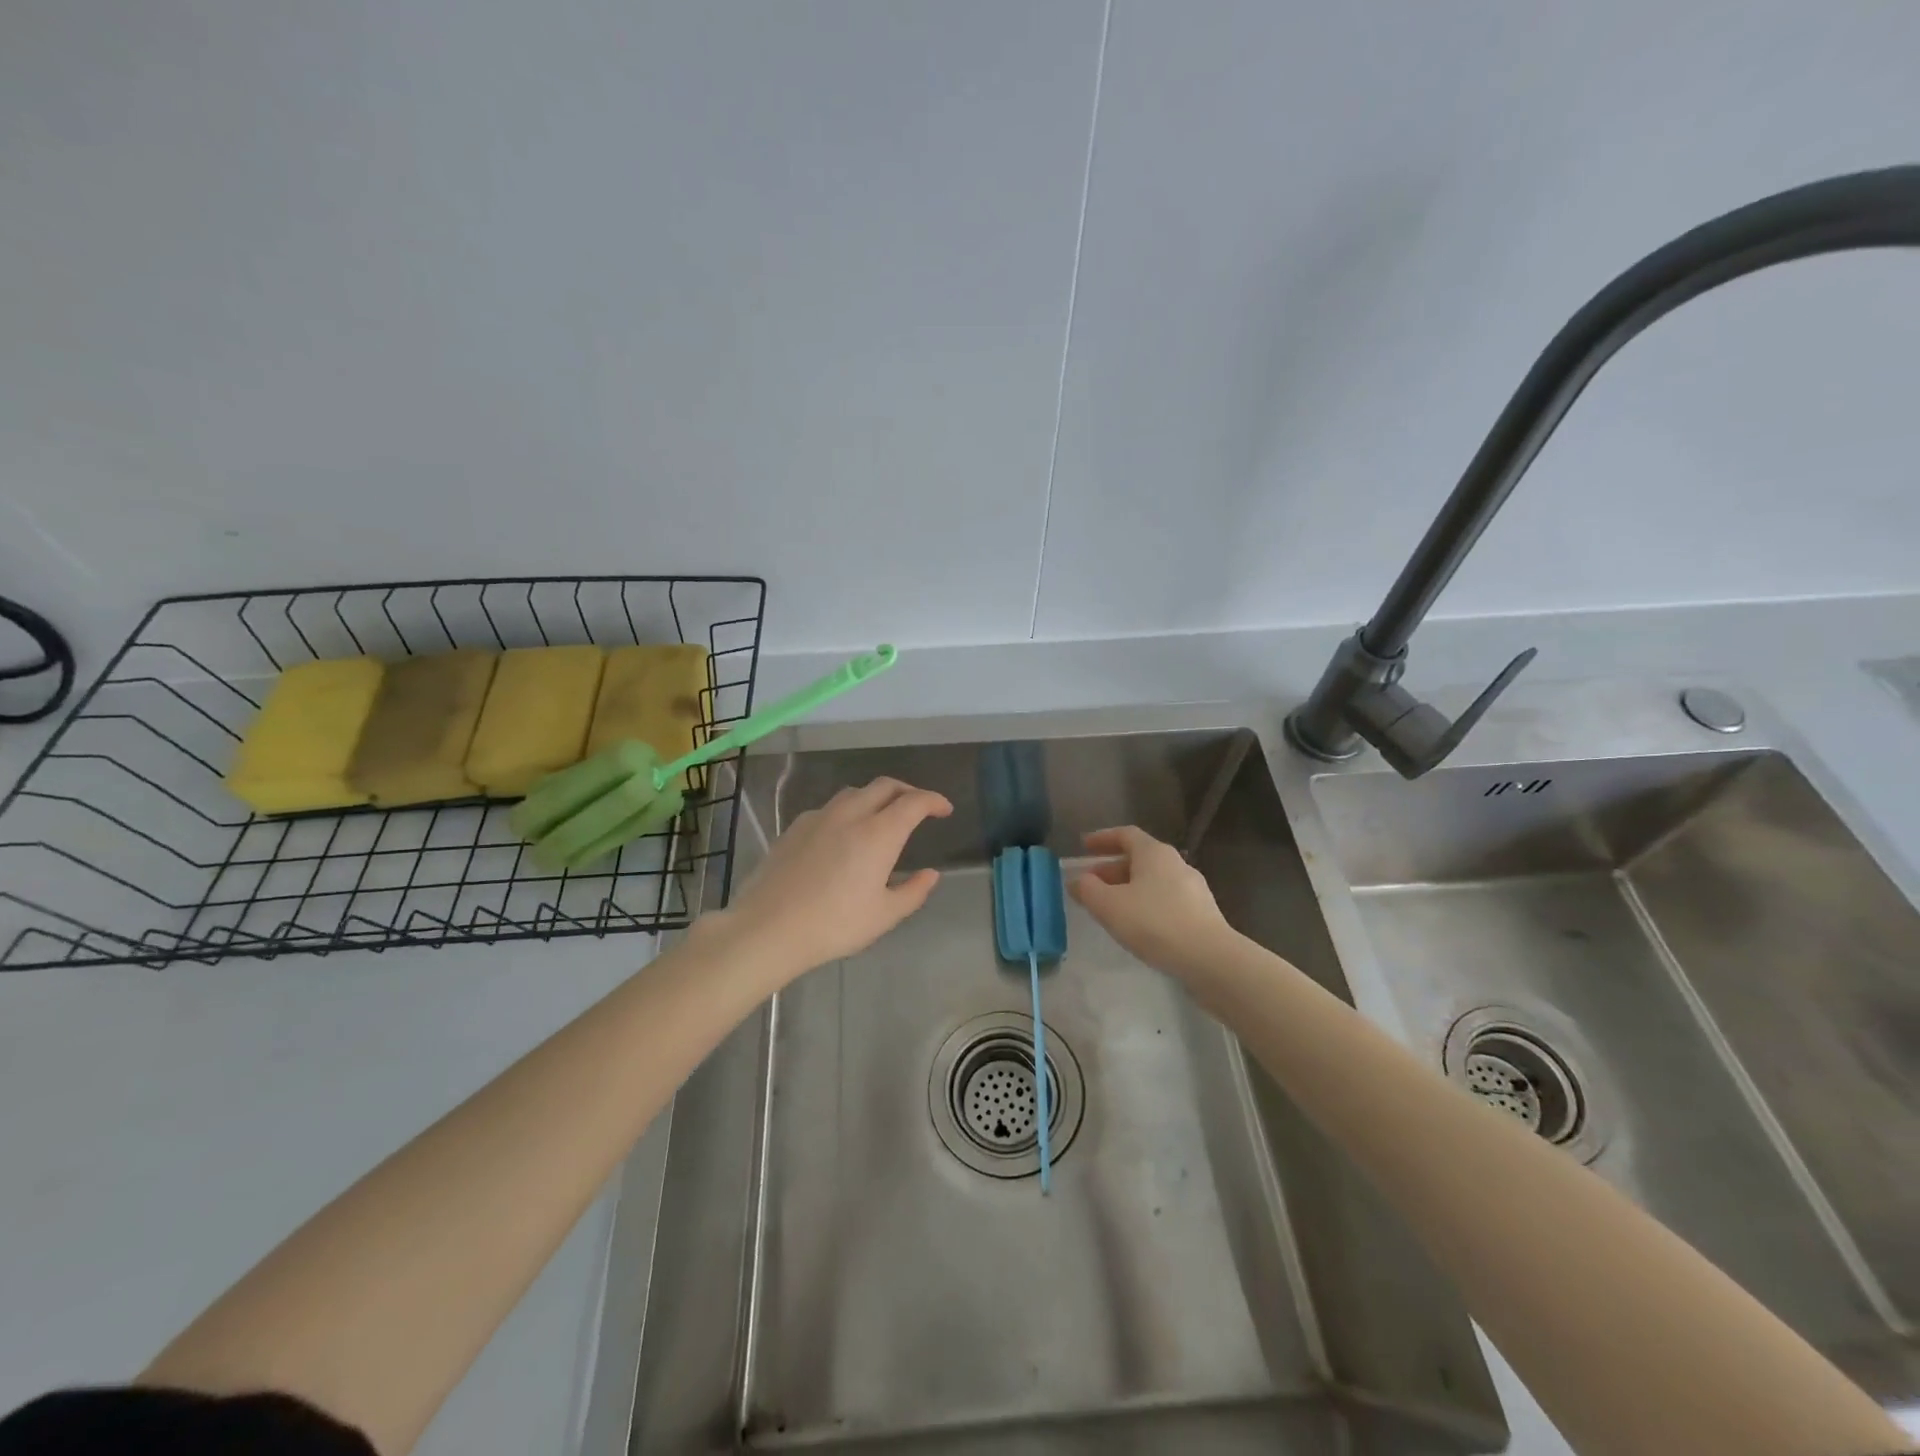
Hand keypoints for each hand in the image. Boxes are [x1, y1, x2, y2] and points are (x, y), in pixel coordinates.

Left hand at [702, 777, 952, 983]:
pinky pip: (830, 808)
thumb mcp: (884, 916)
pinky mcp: (795, 827)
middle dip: (907, 791)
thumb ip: (913, 891)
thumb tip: (931, 874)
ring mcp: (819, 817)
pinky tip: (843, 835)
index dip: (934, 800)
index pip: (914, 801)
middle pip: (884, 786)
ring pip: (854, 792)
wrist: (767, 928)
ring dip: (876, 797)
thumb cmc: (833, 925)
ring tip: (882, 818)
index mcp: (878, 833)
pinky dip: (848, 811)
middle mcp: (850, 814)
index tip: (944, 810)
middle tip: (918, 808)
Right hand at [1070, 825, 1235, 978]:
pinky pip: (1166, 900)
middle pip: (1139, 858)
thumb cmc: (1154, 923)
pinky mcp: (1202, 913)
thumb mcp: (1109, 906)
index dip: (1102, 838)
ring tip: (1110, 908)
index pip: (1125, 835)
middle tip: (1091, 883)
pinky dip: (1146, 904)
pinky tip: (1137, 925)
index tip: (1084, 846)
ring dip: (1128, 888)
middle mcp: (1176, 863)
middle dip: (1111, 868)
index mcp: (1154, 853)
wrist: (1210, 959)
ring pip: (1153, 880)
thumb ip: (1088, 890)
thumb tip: (1077, 880)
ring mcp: (1193, 888)